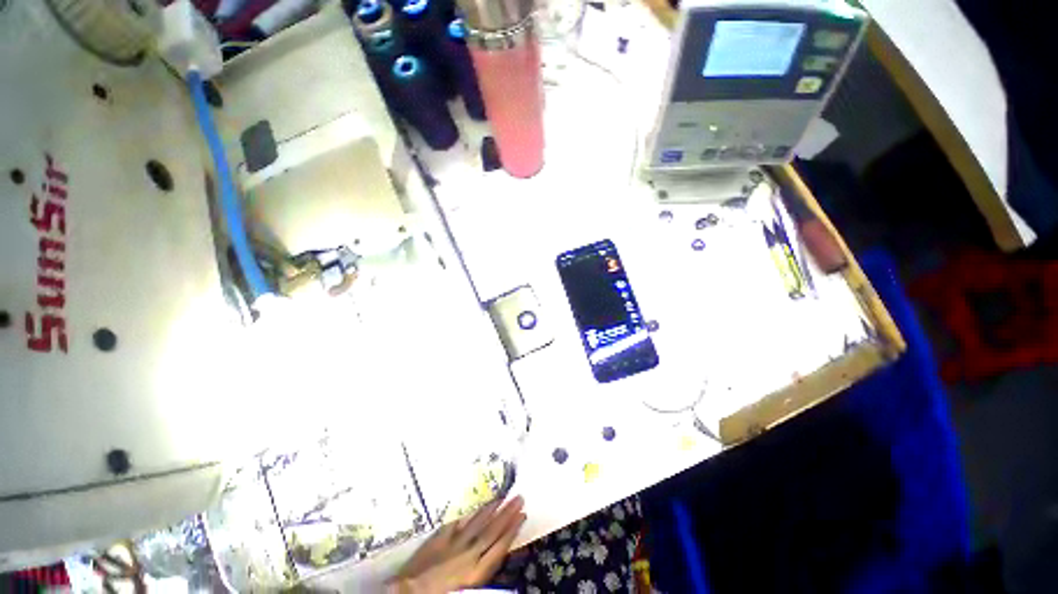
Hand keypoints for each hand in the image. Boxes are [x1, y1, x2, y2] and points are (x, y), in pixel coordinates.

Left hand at [388, 496, 526, 593]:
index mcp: (477, 571)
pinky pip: (456, 523)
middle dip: (507, 514)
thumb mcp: (469, 589)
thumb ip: (482, 571)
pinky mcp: (439, 539)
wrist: (410, 593)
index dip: (512, 529)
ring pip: (476, 523)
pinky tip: (473, 509)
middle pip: (492, 530)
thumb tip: (496, 553)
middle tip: (519, 497)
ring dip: (490, 510)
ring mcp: (453, 543)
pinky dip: (466, 516)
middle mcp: (469, 553)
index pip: (500, 546)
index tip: (522, 514)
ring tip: (502, 497)